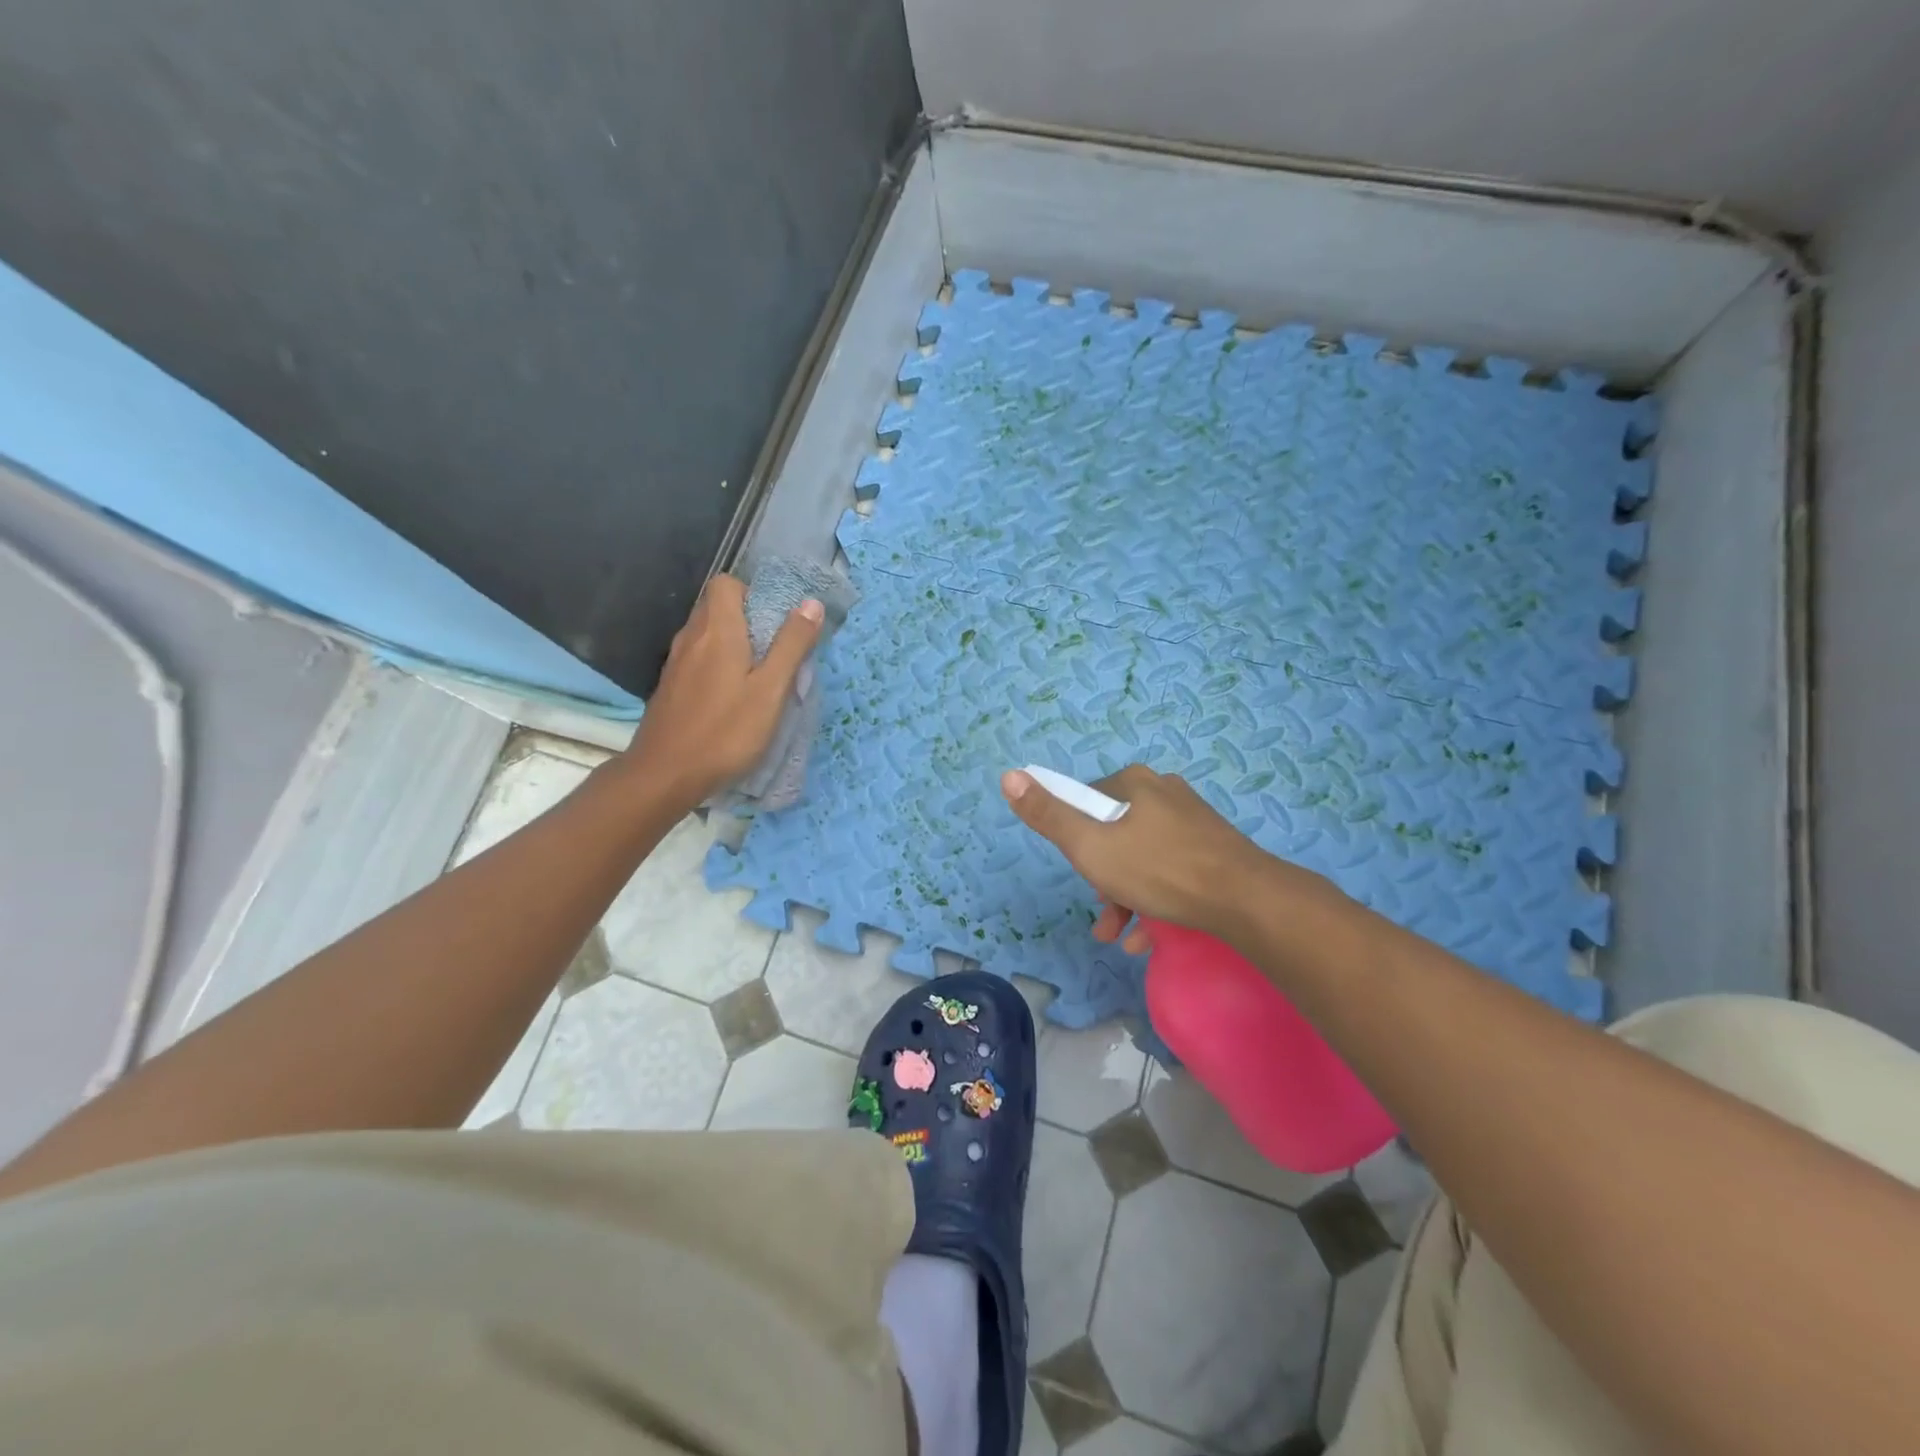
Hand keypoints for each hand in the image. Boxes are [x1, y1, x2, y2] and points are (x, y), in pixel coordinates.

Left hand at [623, 575, 822, 809]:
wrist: (665, 774)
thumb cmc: (725, 731)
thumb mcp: (770, 690)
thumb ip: (791, 645)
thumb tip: (811, 604)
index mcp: (718, 631)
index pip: (726, 584)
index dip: (752, 593)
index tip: (775, 622)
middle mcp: (691, 637)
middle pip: (716, 607)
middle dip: (747, 618)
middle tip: (774, 651)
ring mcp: (676, 662)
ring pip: (706, 634)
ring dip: (732, 644)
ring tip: (757, 676)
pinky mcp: (670, 686)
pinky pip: (697, 659)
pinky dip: (716, 665)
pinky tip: (731, 698)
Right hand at [1001, 764, 1326, 949]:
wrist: (1246, 901)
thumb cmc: (1160, 870)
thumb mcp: (1090, 846)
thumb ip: (1048, 815)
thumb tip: (1009, 774)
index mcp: (1135, 783)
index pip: (1086, 802)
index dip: (1076, 838)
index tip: (1083, 870)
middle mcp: (1164, 792)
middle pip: (1114, 832)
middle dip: (1102, 877)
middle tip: (1102, 911)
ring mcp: (1193, 820)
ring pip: (1143, 857)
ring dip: (1125, 896)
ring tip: (1120, 936)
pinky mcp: (1214, 849)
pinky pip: (1172, 871)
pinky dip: (1156, 900)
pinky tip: (1149, 937)